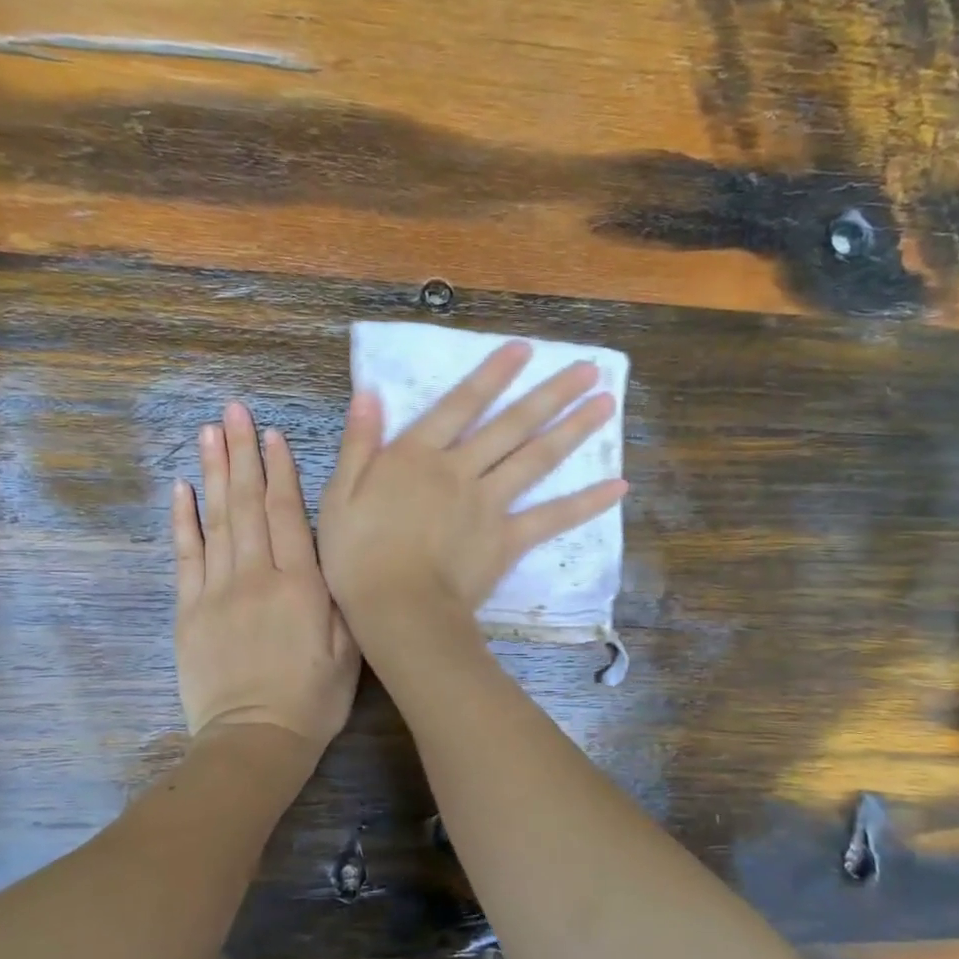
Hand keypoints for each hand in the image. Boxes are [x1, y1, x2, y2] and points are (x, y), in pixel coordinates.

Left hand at [172, 402, 360, 752]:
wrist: (255, 741)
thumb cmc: (313, 698)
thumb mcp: (349, 649)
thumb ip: (338, 595)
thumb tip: (331, 547)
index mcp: (300, 585)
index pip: (287, 514)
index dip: (280, 470)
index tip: (272, 434)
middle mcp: (255, 577)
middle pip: (247, 504)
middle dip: (242, 454)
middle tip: (233, 411)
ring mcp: (216, 592)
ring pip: (215, 520)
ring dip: (213, 473)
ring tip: (208, 432)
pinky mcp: (189, 611)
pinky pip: (185, 556)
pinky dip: (182, 520)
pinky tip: (181, 487)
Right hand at [318, 339, 625, 638]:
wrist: (397, 609)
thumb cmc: (357, 555)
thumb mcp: (340, 494)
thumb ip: (359, 443)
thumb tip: (371, 393)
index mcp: (418, 456)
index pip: (460, 404)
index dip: (492, 375)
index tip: (523, 349)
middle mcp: (461, 470)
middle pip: (511, 425)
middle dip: (550, 394)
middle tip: (588, 370)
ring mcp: (490, 504)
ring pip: (536, 459)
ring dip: (573, 430)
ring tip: (606, 405)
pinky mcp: (508, 540)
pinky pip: (552, 518)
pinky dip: (585, 503)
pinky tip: (618, 487)